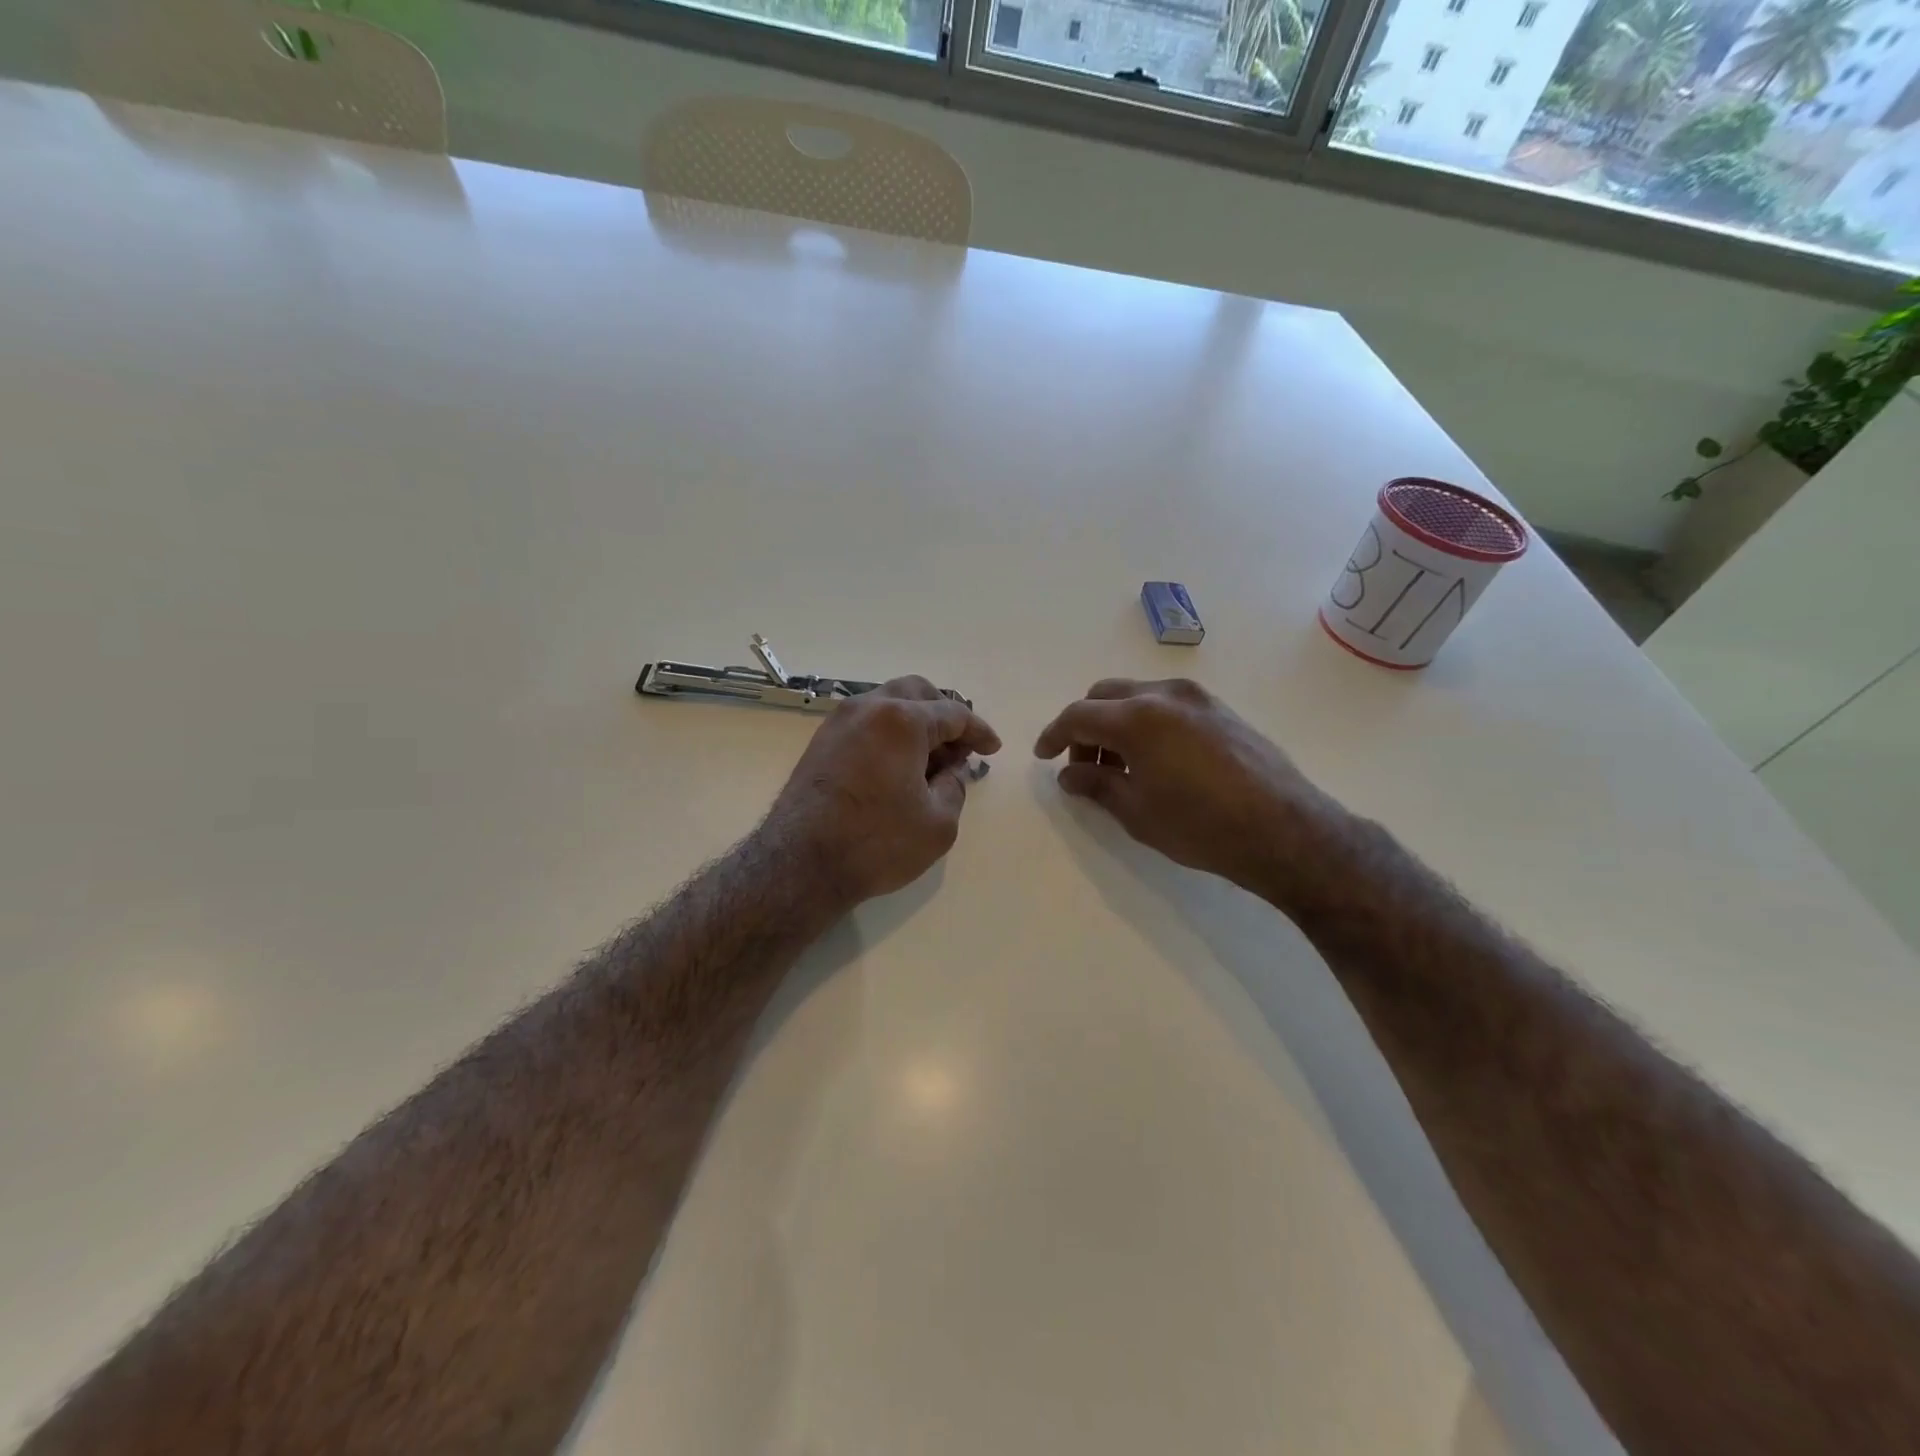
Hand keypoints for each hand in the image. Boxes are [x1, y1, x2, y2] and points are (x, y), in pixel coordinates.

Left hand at [766, 676, 1001, 909]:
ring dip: (915, 721)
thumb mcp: (938, 823)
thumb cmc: (876, 843)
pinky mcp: (821, 742)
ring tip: (930, 759)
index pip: (953, 714)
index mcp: (902, 720)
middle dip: (945, 714)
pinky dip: (889, 732)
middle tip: (960, 747)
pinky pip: (866, 722)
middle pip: (917, 693)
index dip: (979, 731)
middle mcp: (868, 708)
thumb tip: (951, 769)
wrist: (800, 864)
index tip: (992, 749)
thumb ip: (954, 787)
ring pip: (887, 703)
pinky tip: (898, 765)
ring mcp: (839, 722)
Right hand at [1033, 678, 1351, 903]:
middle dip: (1085, 726)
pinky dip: (1146, 721)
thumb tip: (1069, 774)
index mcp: (1137, 718)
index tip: (1044, 756)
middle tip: (1083, 764)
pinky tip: (1155, 759)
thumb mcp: (1138, 812)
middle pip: (1105, 696)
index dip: (1054, 735)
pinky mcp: (1221, 709)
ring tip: (1119, 765)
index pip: (1079, 715)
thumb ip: (1096, 785)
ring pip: (1137, 695)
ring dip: (1116, 722)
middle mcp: (1165, 695)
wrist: (1286, 831)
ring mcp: (1198, 698)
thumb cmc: (1202, 827)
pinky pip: (1167, 703)